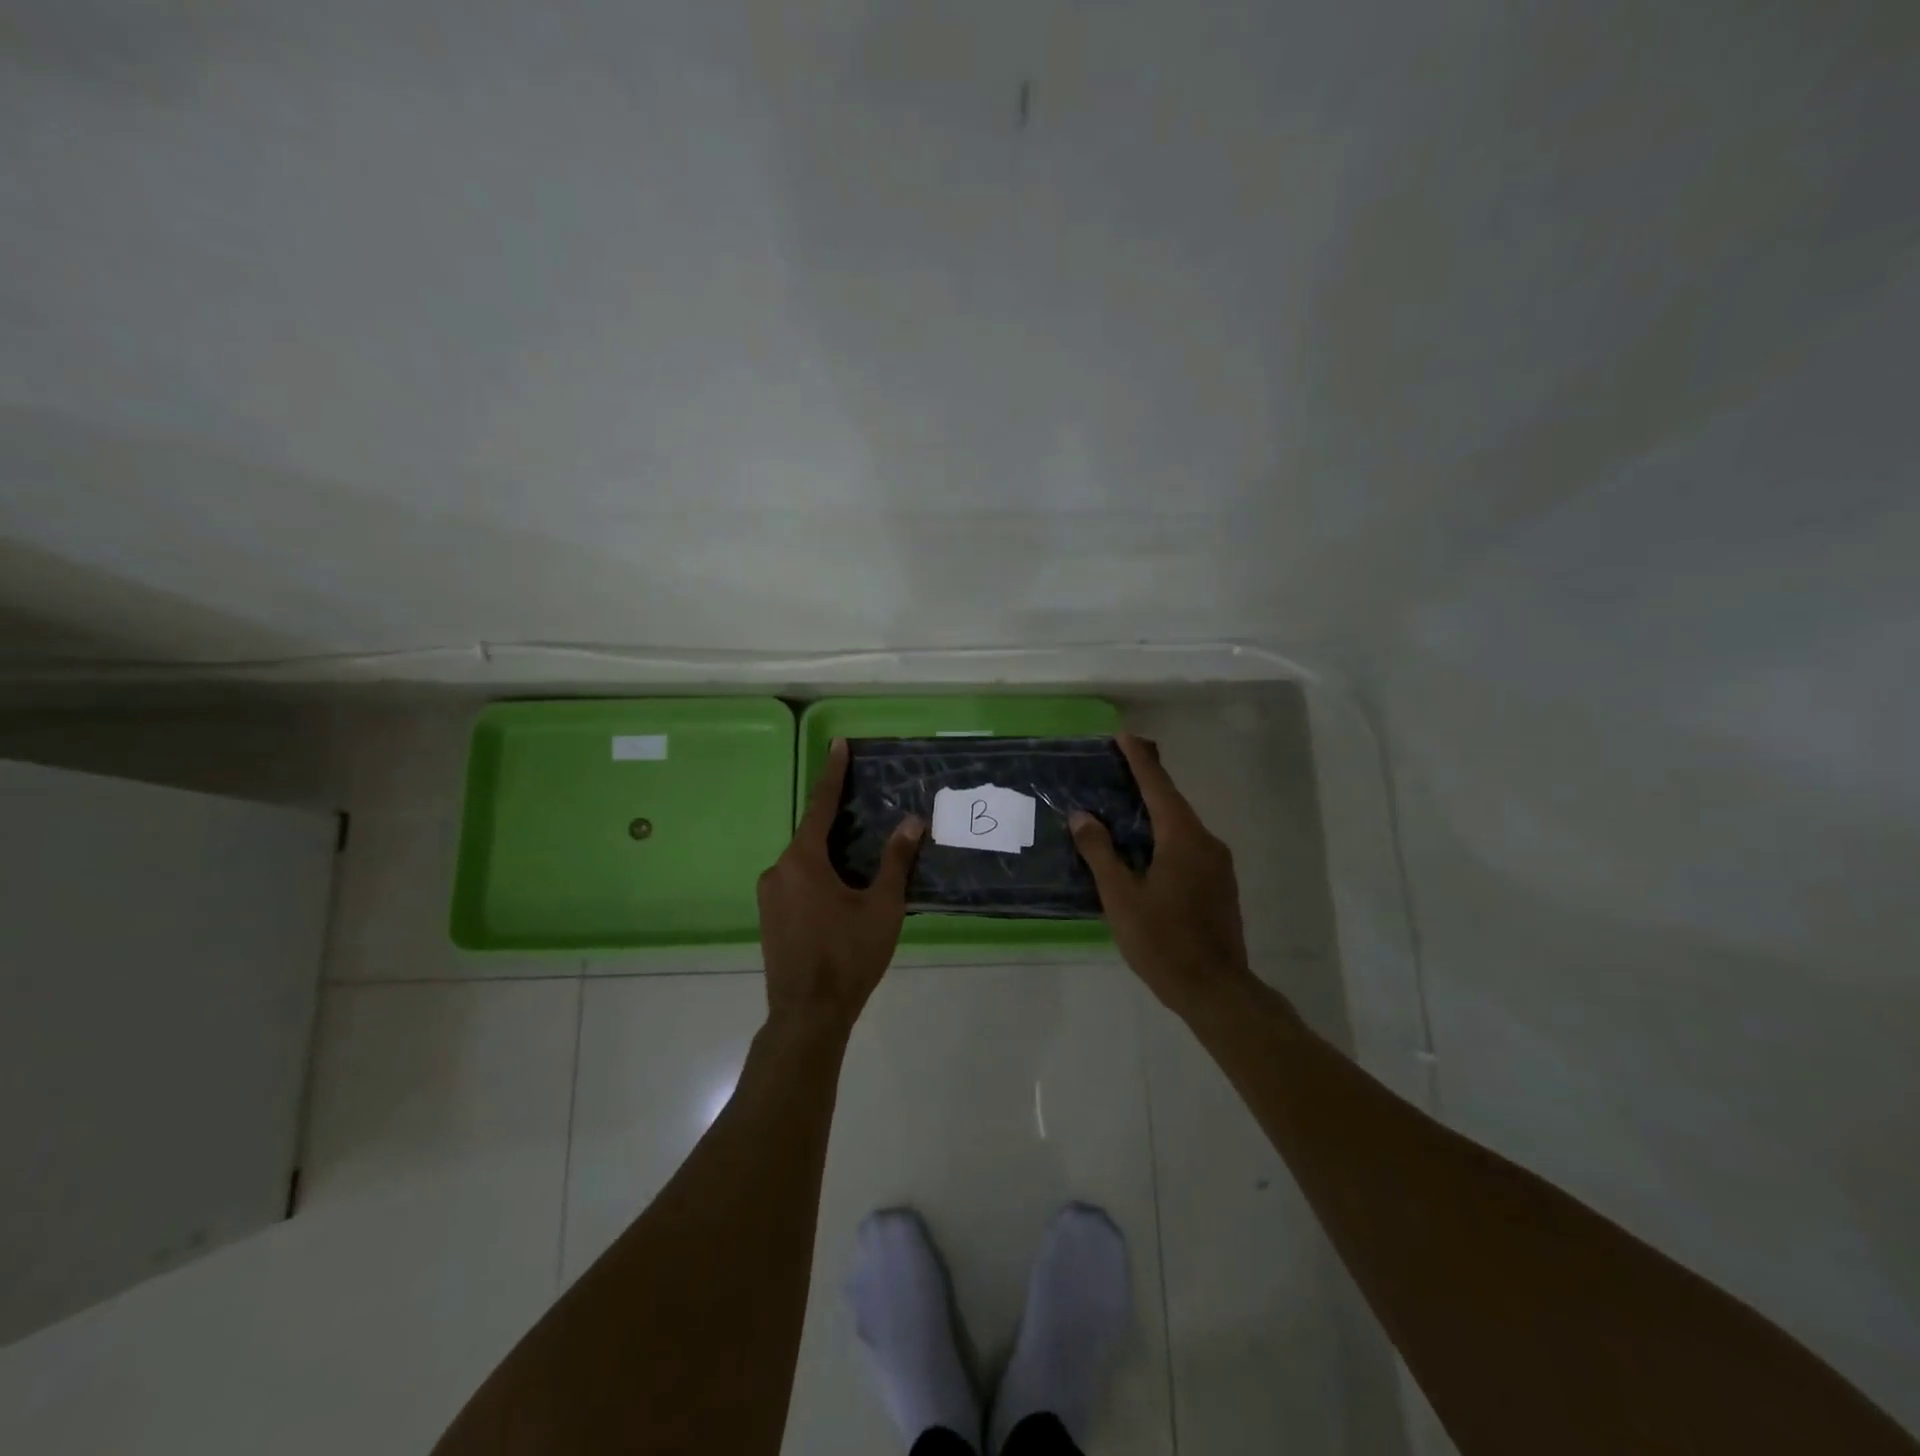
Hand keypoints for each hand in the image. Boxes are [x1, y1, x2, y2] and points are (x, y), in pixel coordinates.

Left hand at [757, 739, 924, 1034]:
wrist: (807, 1015)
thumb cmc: (848, 956)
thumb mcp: (882, 907)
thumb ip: (895, 861)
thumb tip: (913, 822)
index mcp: (802, 860)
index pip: (822, 806)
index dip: (833, 773)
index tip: (838, 743)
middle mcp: (778, 870)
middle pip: (813, 835)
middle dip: (839, 824)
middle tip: (867, 815)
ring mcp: (768, 896)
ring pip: (804, 862)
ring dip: (830, 856)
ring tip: (861, 865)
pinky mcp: (768, 917)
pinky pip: (796, 882)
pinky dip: (818, 877)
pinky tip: (840, 895)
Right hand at [1070, 733, 1253, 1018]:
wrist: (1215, 989)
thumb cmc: (1162, 941)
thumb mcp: (1121, 897)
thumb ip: (1100, 853)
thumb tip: (1082, 816)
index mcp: (1183, 839)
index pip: (1158, 788)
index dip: (1140, 761)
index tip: (1124, 736)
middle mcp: (1206, 843)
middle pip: (1173, 803)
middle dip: (1147, 783)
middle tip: (1119, 766)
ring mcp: (1218, 865)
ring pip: (1182, 827)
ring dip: (1155, 812)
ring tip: (1125, 807)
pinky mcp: (1220, 885)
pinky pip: (1189, 847)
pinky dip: (1165, 836)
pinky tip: (1146, 850)